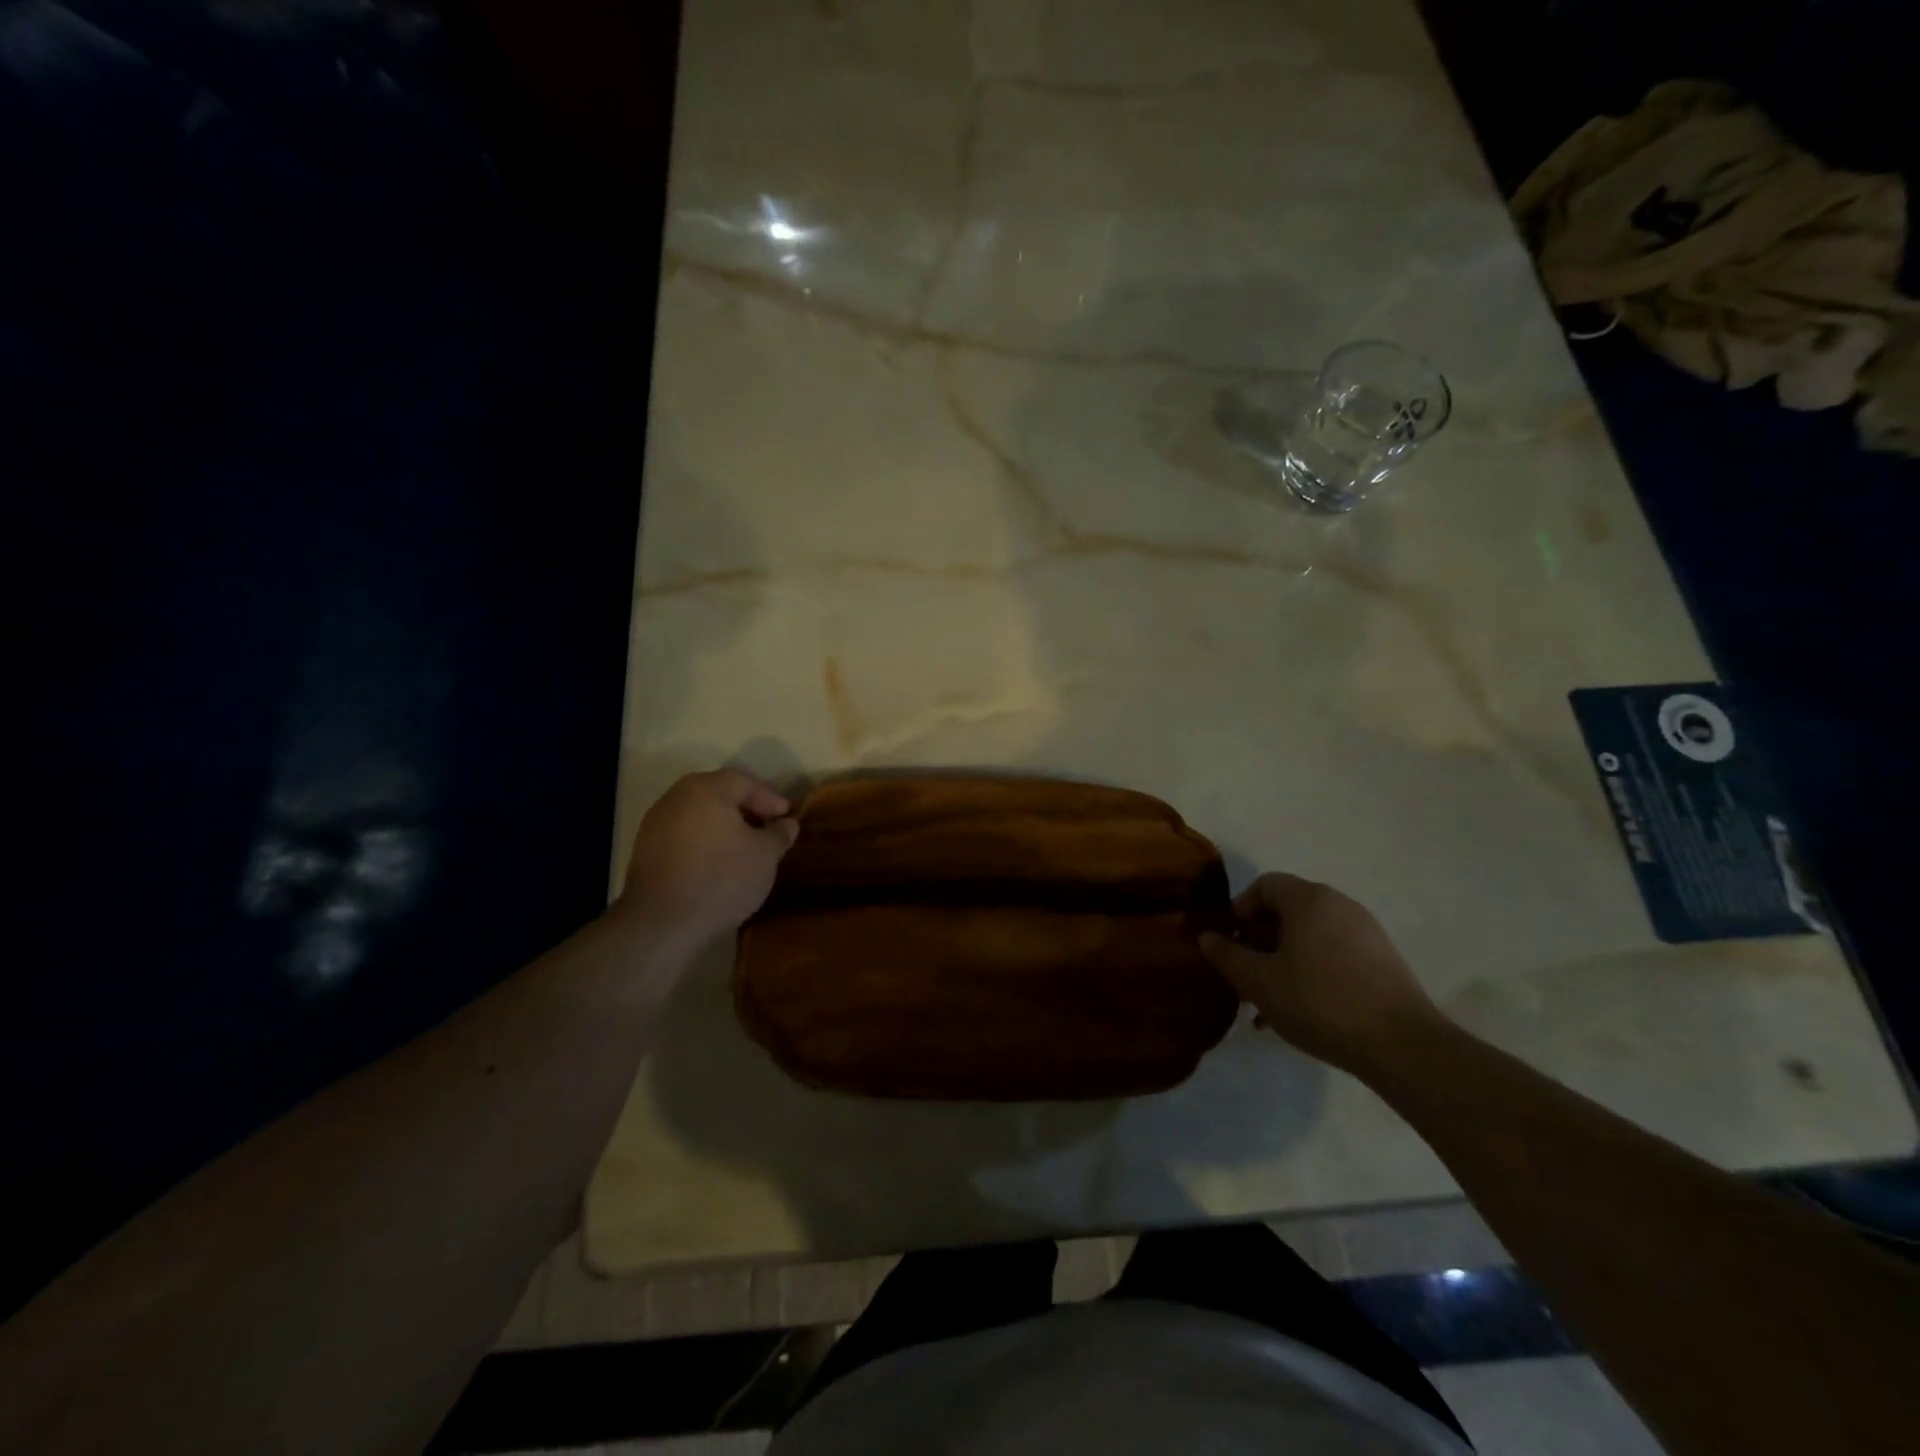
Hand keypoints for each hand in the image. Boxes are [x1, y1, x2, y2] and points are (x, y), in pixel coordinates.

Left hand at [617, 769, 799, 953]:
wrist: (661, 923)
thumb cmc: (722, 879)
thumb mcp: (765, 856)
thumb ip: (779, 834)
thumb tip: (787, 823)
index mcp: (706, 789)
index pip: (744, 782)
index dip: (770, 798)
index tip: (787, 817)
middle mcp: (676, 797)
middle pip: (718, 794)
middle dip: (746, 808)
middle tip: (767, 827)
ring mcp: (655, 823)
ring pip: (699, 814)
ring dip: (723, 826)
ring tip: (744, 847)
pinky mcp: (645, 850)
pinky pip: (683, 834)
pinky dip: (704, 841)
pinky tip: (717, 862)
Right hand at [1199, 873, 1442, 1076]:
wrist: (1402, 1046)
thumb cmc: (1319, 1001)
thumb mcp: (1259, 981)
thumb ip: (1227, 955)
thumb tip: (1207, 937)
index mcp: (1309, 899)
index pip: (1264, 885)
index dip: (1239, 910)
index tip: (1228, 944)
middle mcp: (1339, 905)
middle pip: (1287, 911)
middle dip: (1259, 941)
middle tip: (1244, 976)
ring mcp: (1365, 933)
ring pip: (1309, 937)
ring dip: (1282, 961)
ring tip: (1268, 1002)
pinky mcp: (1382, 962)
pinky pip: (1333, 955)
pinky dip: (1311, 972)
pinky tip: (1300, 1012)